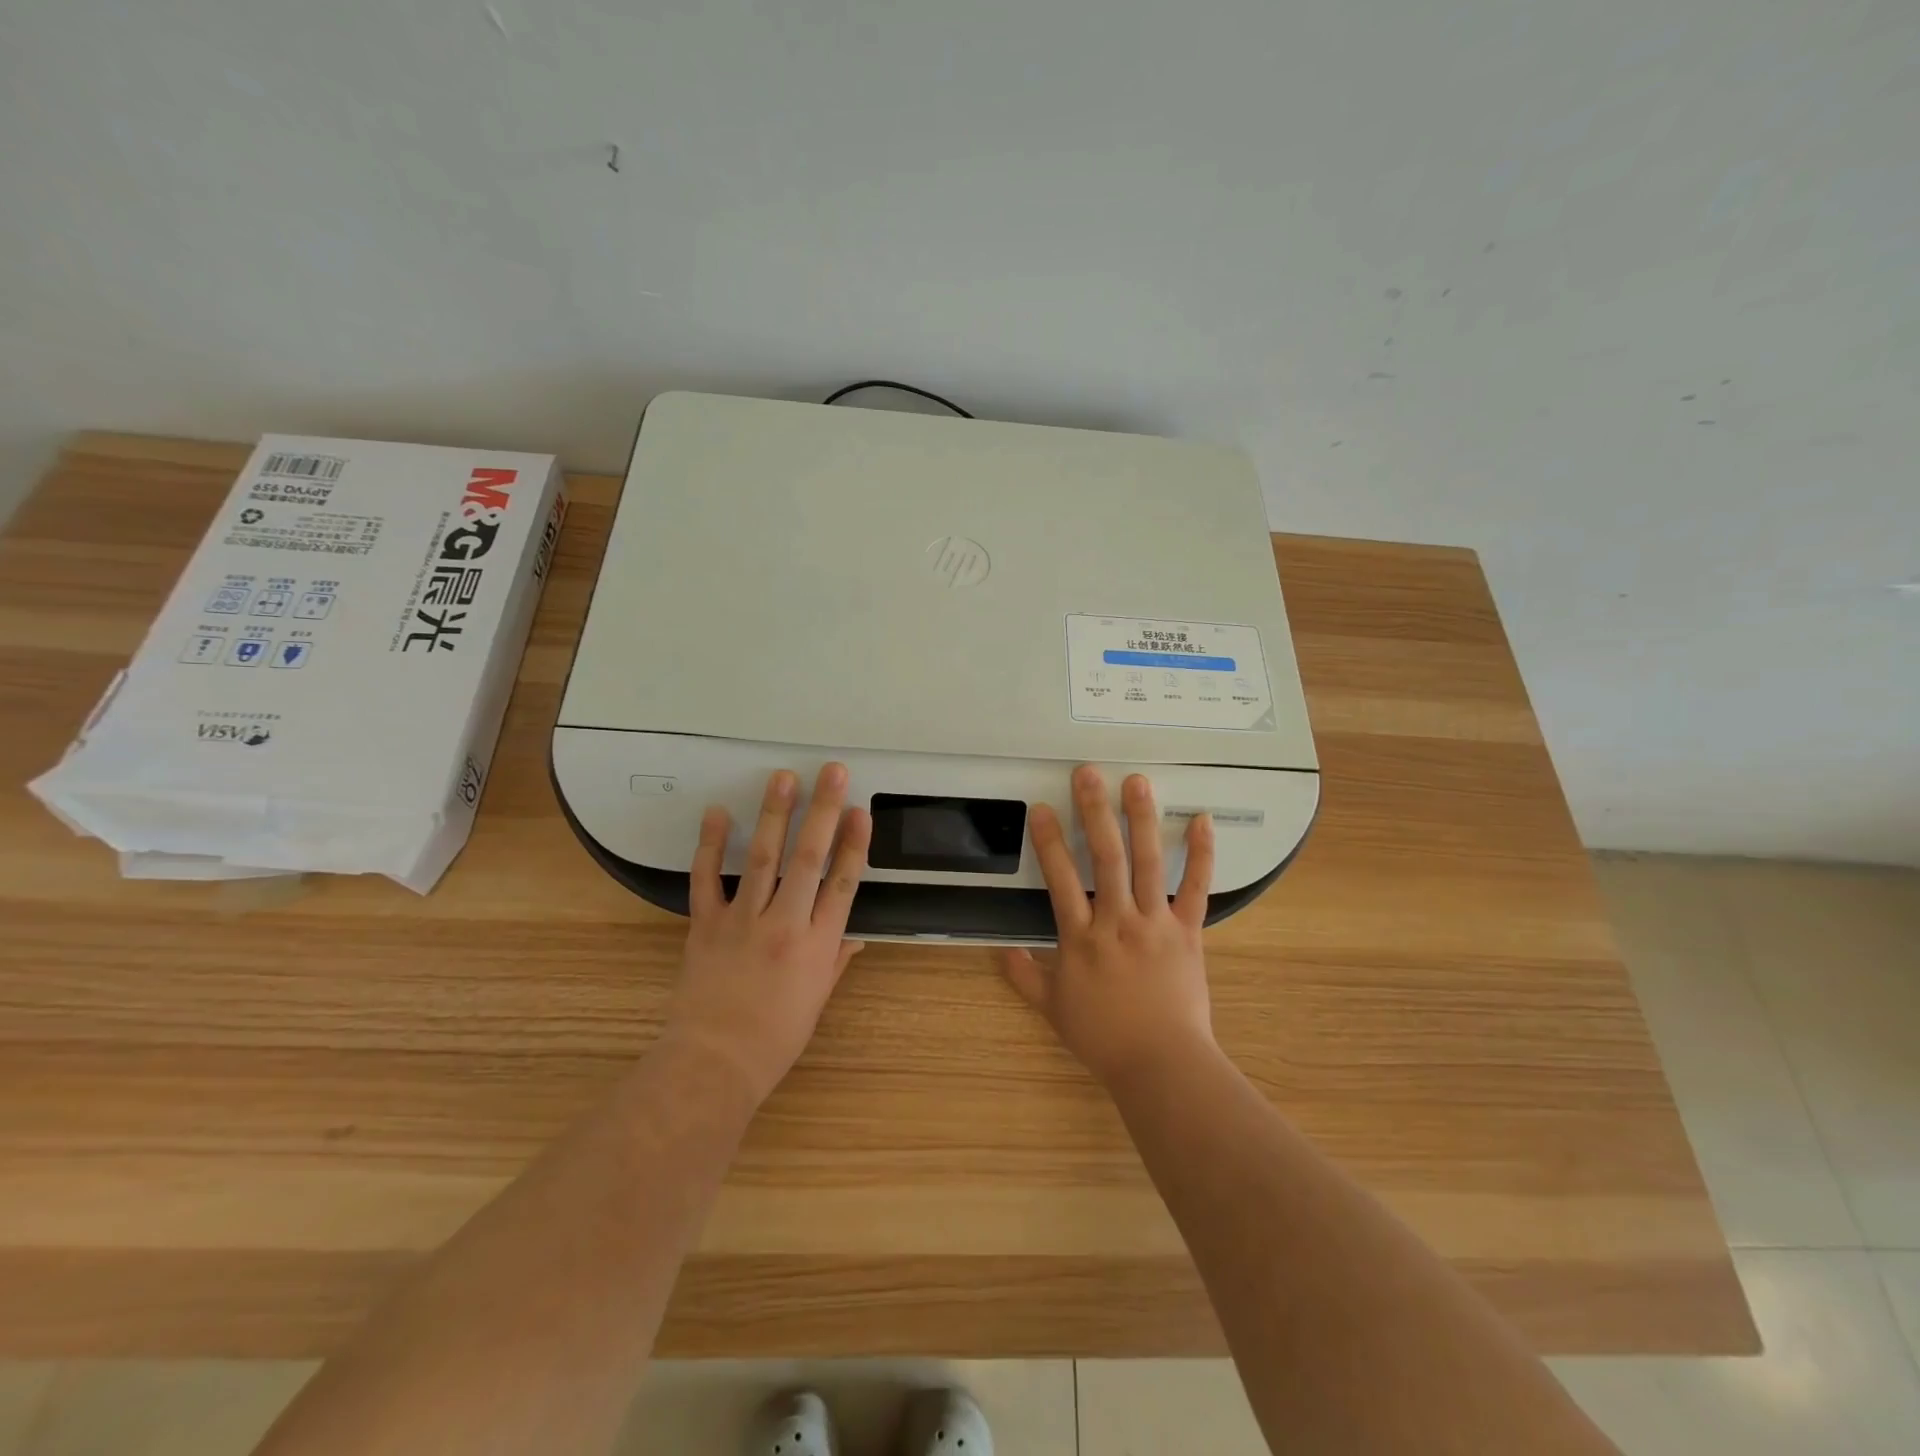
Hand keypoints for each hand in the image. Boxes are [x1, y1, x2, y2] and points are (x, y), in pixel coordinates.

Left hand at [665, 763, 871, 1104]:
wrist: (714, 1063)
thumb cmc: (774, 1039)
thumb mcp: (817, 1001)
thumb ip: (835, 961)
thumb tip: (854, 936)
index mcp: (818, 945)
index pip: (843, 883)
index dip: (854, 844)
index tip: (861, 811)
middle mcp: (785, 923)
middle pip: (809, 858)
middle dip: (823, 811)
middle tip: (832, 773)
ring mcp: (743, 921)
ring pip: (762, 858)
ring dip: (775, 814)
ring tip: (783, 778)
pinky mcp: (706, 924)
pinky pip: (706, 879)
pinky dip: (710, 845)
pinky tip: (716, 813)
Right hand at [1002, 764, 1215, 1087]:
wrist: (1161, 1064)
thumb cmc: (1104, 1037)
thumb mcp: (1054, 1008)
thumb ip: (1024, 977)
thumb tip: (999, 951)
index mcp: (1081, 938)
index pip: (1060, 879)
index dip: (1048, 842)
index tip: (1041, 808)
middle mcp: (1117, 920)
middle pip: (1105, 858)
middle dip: (1094, 812)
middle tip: (1088, 774)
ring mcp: (1155, 923)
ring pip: (1148, 864)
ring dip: (1142, 819)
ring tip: (1136, 782)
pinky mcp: (1188, 932)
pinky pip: (1197, 888)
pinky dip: (1201, 854)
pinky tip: (1201, 820)